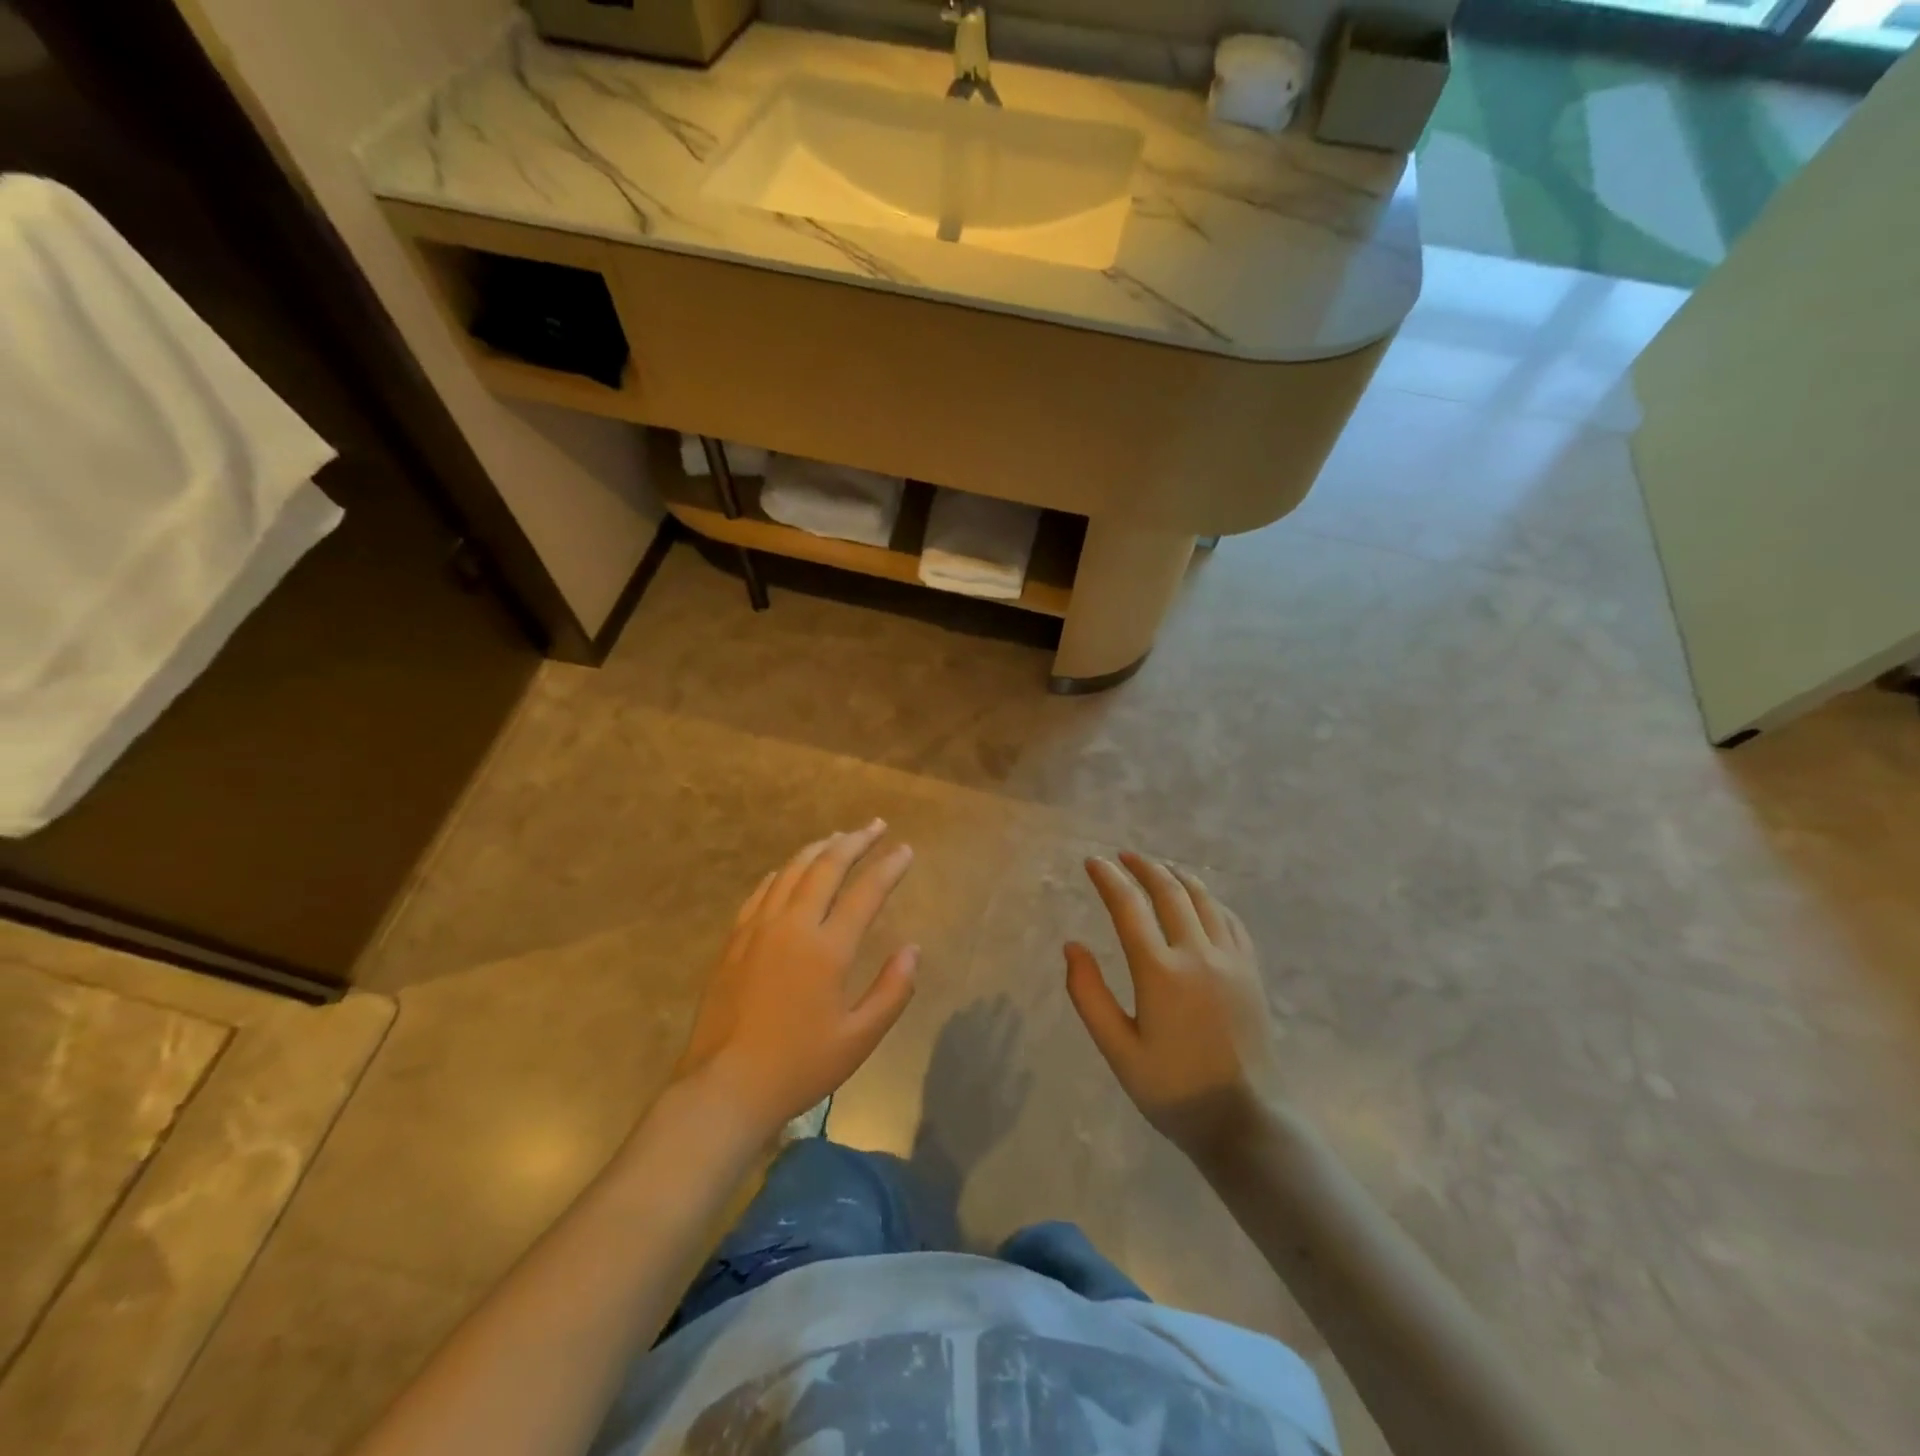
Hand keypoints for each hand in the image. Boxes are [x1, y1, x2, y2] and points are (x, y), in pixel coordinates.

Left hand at [673, 821, 917, 1136]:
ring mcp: (758, 928)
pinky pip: (762, 890)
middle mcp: (793, 925)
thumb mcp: (859, 1038)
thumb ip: (893, 990)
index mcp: (828, 948)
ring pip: (792, 871)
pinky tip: (790, 869)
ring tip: (839, 837)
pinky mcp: (735, 939)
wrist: (725, 1086)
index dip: (889, 867)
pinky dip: (782, 872)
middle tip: (875, 826)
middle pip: (827, 867)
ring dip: (819, 849)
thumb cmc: (799, 1066)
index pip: (866, 892)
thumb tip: (913, 949)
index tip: (906, 849)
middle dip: (855, 842)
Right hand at [1065, 853, 1280, 1157]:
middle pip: (1169, 892)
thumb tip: (1072, 947)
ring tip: (1158, 868)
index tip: (1093, 862)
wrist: (1245, 1122)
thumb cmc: (1172, 1090)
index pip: (1129, 907)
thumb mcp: (1118, 1050)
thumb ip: (1089, 995)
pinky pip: (1230, 920)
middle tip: (1123, 857)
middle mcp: (1198, 955)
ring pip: (1203, 900)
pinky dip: (1209, 900)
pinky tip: (1200, 901)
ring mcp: (1231, 961)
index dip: (1108, 878)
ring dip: (1177, 877)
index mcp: (1160, 973)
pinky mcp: (1251, 972)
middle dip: (1143, 867)